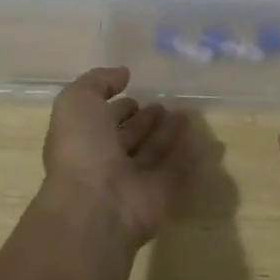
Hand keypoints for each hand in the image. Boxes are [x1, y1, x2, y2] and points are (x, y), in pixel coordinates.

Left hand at [40, 67, 195, 248]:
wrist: (95, 205)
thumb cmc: (82, 148)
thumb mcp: (77, 100)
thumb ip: (98, 81)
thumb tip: (123, 73)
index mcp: (84, 139)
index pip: (102, 120)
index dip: (118, 107)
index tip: (135, 93)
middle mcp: (106, 161)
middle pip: (130, 137)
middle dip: (146, 120)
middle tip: (165, 104)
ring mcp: (133, 181)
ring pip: (153, 153)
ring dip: (168, 134)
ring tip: (186, 114)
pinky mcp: (159, 196)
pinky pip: (176, 173)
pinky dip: (188, 159)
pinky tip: (202, 143)